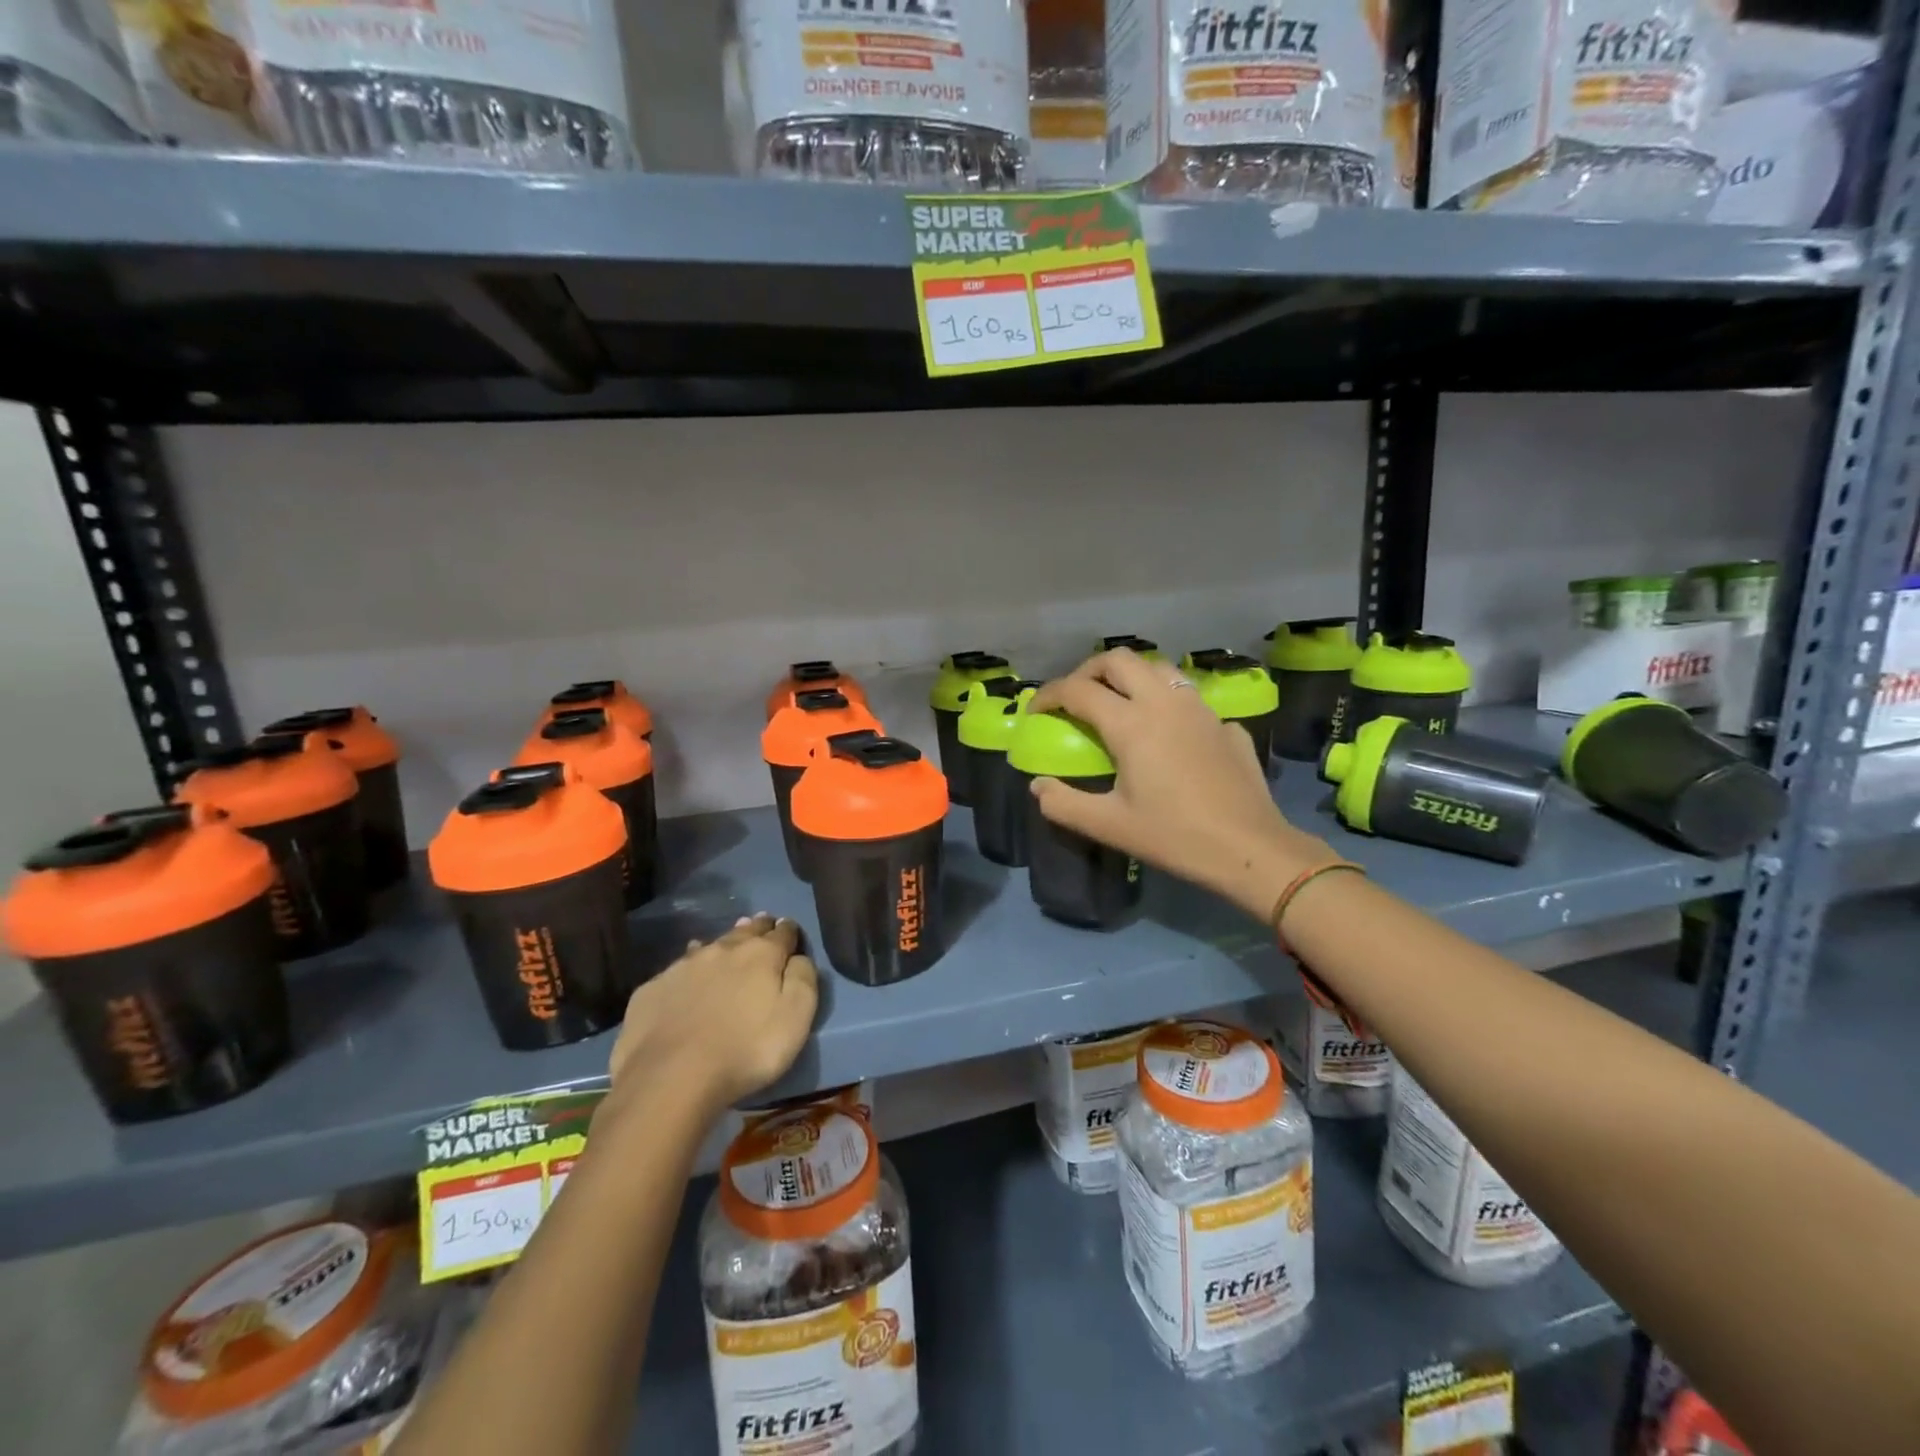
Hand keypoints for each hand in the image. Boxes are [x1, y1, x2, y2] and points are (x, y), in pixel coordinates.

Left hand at [605, 915, 818, 1120]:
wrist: (669, 1078)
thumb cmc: (746, 1050)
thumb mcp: (796, 1018)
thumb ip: (803, 979)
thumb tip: (799, 957)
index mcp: (761, 954)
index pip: (782, 933)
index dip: (789, 931)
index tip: (790, 931)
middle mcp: (723, 950)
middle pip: (746, 931)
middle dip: (758, 928)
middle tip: (763, 925)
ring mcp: (684, 966)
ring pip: (711, 945)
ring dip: (724, 944)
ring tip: (728, 944)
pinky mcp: (653, 988)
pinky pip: (678, 969)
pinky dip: (689, 969)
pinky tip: (687, 976)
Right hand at [1029, 649, 1337, 919]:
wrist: (1250, 848)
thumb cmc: (1174, 836)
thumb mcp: (1109, 826)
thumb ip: (1063, 804)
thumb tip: (1038, 786)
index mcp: (1131, 723)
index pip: (1078, 690)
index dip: (1049, 695)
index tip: (1036, 711)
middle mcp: (1164, 702)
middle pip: (1118, 659)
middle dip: (1087, 671)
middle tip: (1074, 697)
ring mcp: (1199, 709)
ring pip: (1157, 668)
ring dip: (1128, 676)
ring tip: (1117, 702)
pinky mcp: (1225, 723)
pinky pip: (1186, 695)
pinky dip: (1163, 699)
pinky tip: (1165, 730)